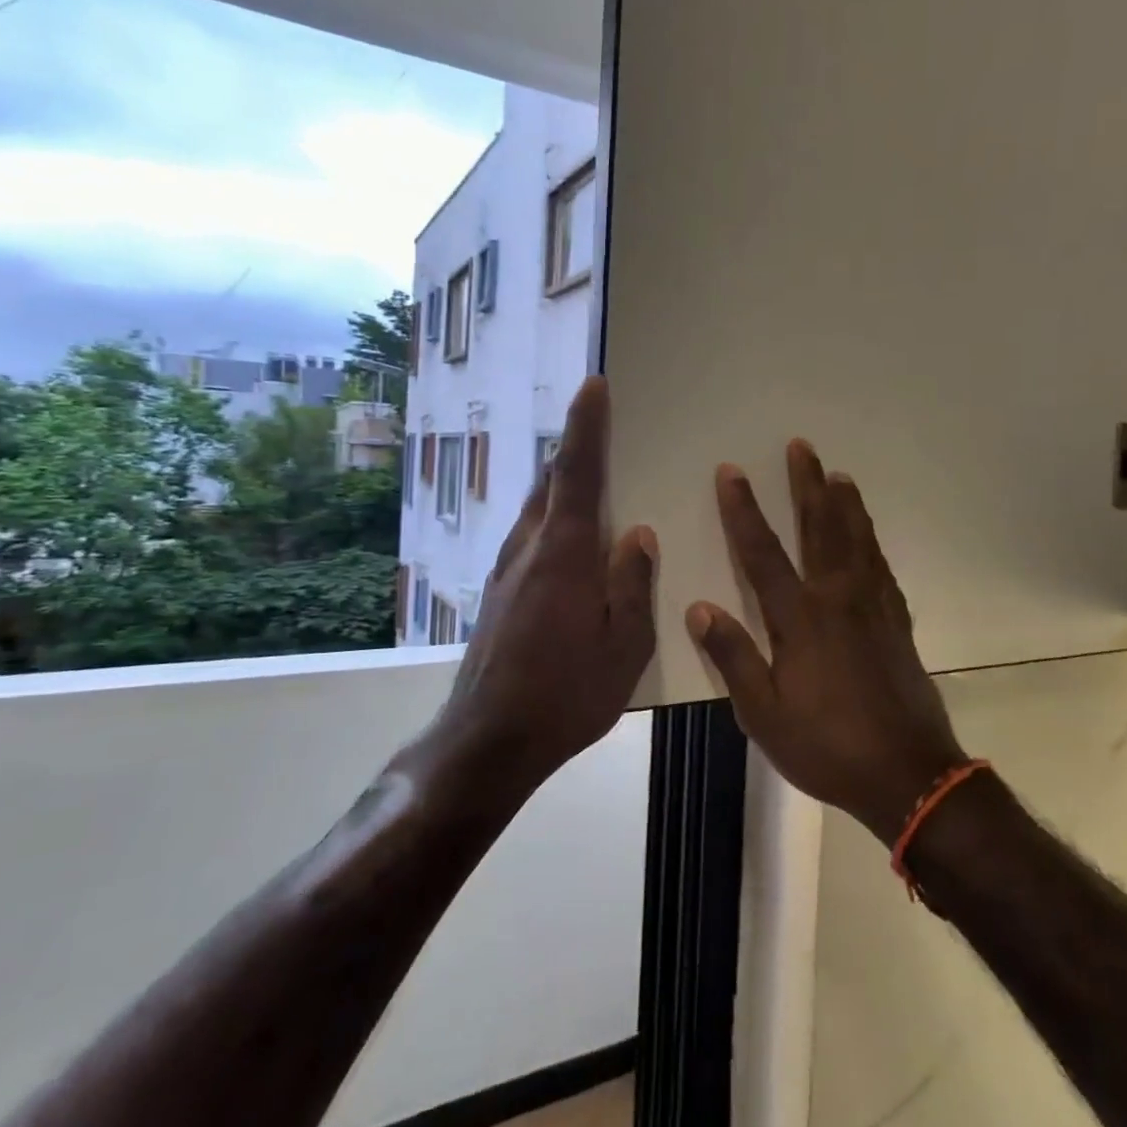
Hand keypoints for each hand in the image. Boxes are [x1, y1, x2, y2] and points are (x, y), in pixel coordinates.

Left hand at [431, 378, 657, 790]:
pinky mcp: (498, 593)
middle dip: (573, 448)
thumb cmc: (566, 695)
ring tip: (588, 476)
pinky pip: (529, 536)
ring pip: (536, 509)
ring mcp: (506, 571)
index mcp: (564, 554)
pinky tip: (567, 540)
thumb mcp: (624, 646)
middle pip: (551, 483)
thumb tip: (638, 535)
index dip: (586, 426)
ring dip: (560, 483)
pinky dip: (550, 518)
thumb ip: (633, 585)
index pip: (577, 473)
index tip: (593, 385)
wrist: (488, 741)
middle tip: (598, 424)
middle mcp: (529, 549)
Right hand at [687, 440, 968, 841]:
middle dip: (807, 484)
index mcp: (800, 618)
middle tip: (801, 446)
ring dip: (845, 503)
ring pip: (857, 539)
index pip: (762, 551)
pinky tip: (868, 537)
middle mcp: (838, 599)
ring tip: (839, 474)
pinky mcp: (898, 622)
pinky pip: (882, 567)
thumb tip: (700, 608)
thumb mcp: (763, 714)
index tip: (732, 471)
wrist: (908, 774)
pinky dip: (872, 542)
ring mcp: (874, 607)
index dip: (743, 509)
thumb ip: (733, 657)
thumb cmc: (827, 746)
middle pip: (820, 528)